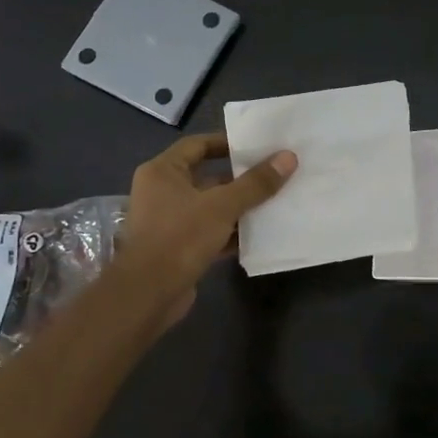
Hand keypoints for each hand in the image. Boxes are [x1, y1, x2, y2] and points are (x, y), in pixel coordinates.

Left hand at [115, 133, 295, 327]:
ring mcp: (169, 222)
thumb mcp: (222, 206)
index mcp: (163, 172)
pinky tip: (260, 233)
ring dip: (239, 206)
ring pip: (211, 207)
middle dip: (241, 178)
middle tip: (275, 173)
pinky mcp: (179, 248)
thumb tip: (289, 157)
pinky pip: (211, 232)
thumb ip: (256, 183)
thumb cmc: (180, 237)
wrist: (148, 294)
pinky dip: (232, 231)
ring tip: (276, 200)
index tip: (258, 146)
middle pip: (208, 177)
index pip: (198, 145)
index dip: (227, 143)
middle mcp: (162, 192)